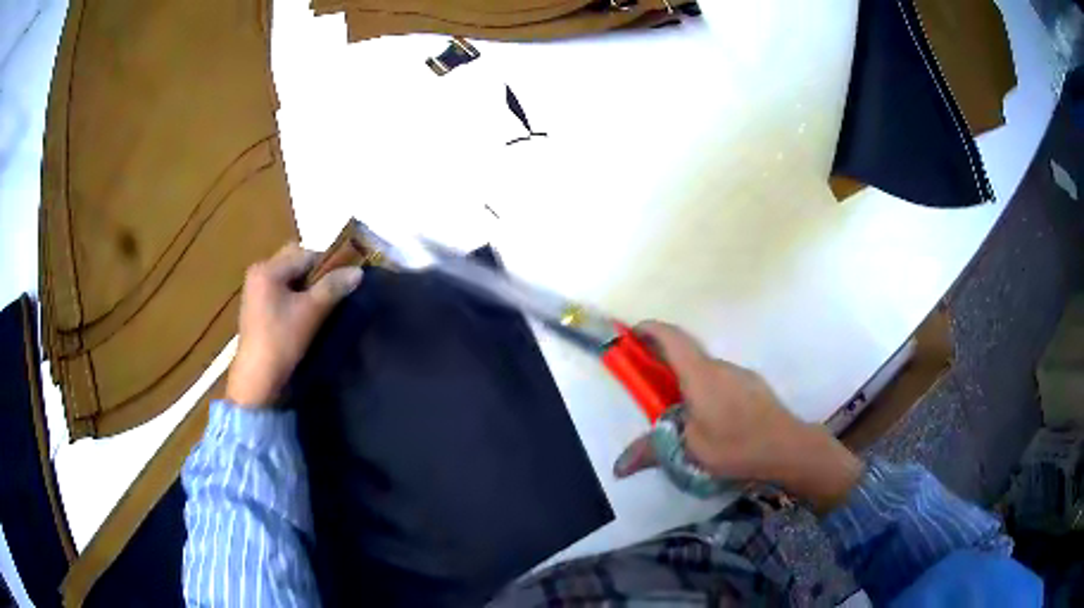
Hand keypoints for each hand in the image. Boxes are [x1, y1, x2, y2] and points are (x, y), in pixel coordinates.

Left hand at [225, 243, 362, 407]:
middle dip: (315, 275)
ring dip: (306, 288)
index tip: (343, 283)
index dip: (328, 265)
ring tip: (319, 308)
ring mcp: (255, 291)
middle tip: (330, 295)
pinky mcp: (256, 309)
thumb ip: (333, 287)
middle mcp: (258, 273)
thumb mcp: (311, 312)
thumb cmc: (281, 340)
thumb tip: (359, 271)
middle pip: (295, 263)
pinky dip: (294, 298)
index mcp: (267, 268)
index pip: (306, 254)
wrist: (257, 380)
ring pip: (289, 279)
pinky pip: (281, 292)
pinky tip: (304, 317)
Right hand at [613, 321, 862, 512]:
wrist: (787, 447)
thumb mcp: (689, 452)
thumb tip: (618, 467)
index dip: (650, 330)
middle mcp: (720, 367)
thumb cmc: (735, 446)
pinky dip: (706, 388)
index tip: (632, 332)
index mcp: (700, 376)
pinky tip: (711, 418)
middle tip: (647, 378)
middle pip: (687, 352)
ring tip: (678, 408)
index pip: (671, 339)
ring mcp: (740, 375)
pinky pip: (721, 380)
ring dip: (686, 377)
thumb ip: (652, 452)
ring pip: (706, 369)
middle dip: (663, 358)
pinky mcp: (753, 386)